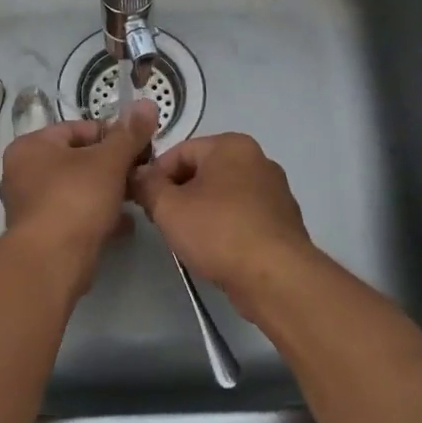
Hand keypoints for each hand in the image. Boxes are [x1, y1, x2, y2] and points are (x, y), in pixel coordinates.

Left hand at [0, 100, 159, 280]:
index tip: (139, 147)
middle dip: (112, 167)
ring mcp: (31, 206)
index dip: (112, 135)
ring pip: (78, 189)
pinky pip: (76, 216)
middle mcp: (24, 173)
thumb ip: (129, 134)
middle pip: (78, 160)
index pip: (77, 129)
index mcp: (31, 146)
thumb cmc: (76, 199)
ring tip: (137, 197)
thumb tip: (148, 103)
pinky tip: (125, 224)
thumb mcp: (109, 161)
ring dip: (108, 192)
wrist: (52, 262)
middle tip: (141, 173)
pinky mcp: (43, 234)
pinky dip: (99, 216)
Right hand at [130, 133, 321, 315]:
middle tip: (162, 222)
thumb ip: (147, 186)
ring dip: (201, 212)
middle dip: (179, 194)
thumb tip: (138, 175)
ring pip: (223, 195)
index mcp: (232, 145)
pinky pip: (243, 216)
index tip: (144, 202)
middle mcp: (258, 159)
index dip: (155, 175)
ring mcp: (275, 191)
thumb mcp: (169, 207)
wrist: (276, 277)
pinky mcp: (283, 221)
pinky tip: (216, 250)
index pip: (180, 151)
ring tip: (188, 240)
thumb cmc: (219, 232)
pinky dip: (226, 227)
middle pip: (203, 171)